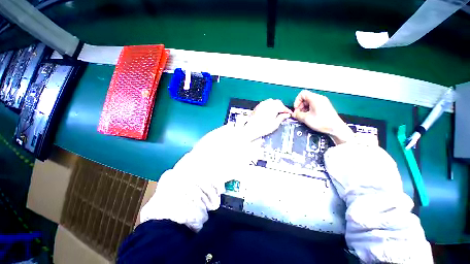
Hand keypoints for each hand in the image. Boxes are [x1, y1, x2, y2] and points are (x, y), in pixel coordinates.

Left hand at [243, 99, 291, 140]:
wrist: (250, 129)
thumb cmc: (263, 128)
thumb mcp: (275, 124)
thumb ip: (281, 118)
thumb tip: (286, 115)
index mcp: (273, 107)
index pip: (283, 107)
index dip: (287, 110)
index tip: (289, 114)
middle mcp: (267, 103)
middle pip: (277, 102)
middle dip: (281, 107)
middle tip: (283, 113)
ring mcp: (261, 104)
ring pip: (271, 102)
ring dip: (275, 105)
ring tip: (277, 112)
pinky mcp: (257, 106)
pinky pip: (265, 103)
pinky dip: (269, 106)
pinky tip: (269, 111)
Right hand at [292, 90, 352, 143]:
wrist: (335, 128)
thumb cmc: (323, 122)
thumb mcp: (306, 118)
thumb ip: (297, 115)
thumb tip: (294, 114)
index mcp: (315, 99)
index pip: (302, 94)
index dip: (297, 101)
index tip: (296, 108)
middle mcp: (319, 98)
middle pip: (305, 98)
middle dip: (300, 105)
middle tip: (298, 113)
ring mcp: (323, 102)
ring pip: (309, 102)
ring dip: (304, 108)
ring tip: (303, 116)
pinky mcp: (324, 106)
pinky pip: (313, 105)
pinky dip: (309, 109)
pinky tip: (308, 116)